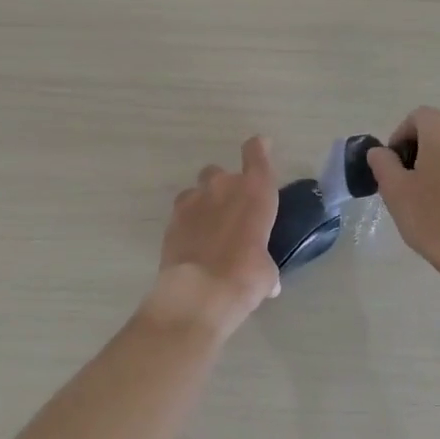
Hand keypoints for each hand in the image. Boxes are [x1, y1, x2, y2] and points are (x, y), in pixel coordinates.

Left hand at [147, 136, 281, 333]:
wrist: (200, 292)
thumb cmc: (246, 276)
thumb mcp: (266, 273)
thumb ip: (265, 266)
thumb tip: (268, 282)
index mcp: (255, 191)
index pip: (256, 154)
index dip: (258, 148)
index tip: (260, 146)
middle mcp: (223, 187)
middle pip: (220, 173)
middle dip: (224, 187)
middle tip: (230, 211)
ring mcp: (193, 201)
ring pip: (197, 191)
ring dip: (203, 203)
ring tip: (208, 229)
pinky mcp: (171, 220)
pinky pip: (182, 214)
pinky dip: (188, 224)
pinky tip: (193, 244)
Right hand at [368, 107, 439, 283]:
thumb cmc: (435, 219)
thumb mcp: (396, 191)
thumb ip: (383, 163)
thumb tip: (381, 152)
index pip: (418, 117)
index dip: (400, 136)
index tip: (393, 165)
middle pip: (439, 133)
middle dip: (420, 152)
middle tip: (407, 184)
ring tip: (430, 201)